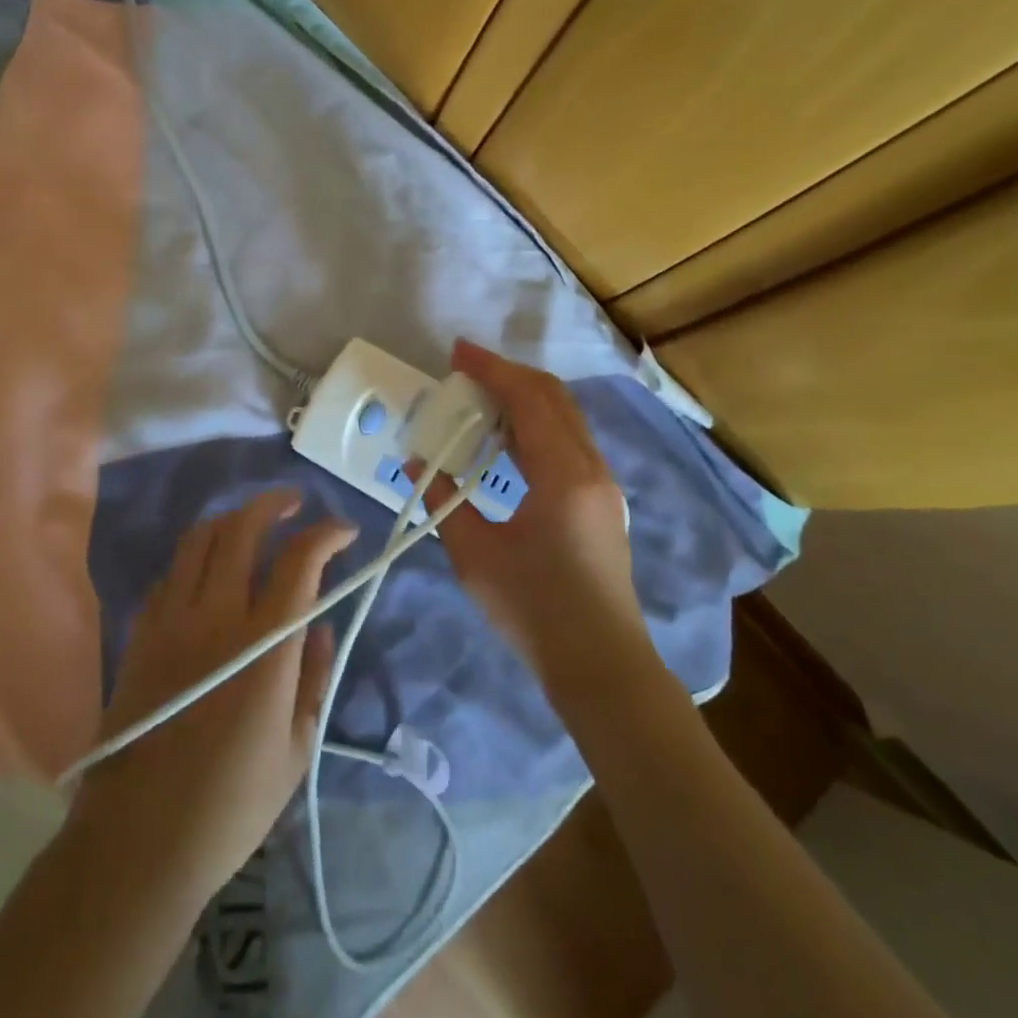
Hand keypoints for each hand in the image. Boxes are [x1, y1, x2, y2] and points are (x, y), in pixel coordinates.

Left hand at [71, 491, 354, 904]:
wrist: (139, 842)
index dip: (326, 534)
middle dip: (274, 504)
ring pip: (199, 539)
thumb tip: (319, 625)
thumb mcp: (296, 748)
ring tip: (252, 524)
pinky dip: (196, 558)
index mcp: (263, 645)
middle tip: (295, 503)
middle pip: (242, 528)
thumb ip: (313, 676)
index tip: (344, 531)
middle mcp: (215, 615)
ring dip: (231, 519)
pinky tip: (208, 575)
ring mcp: (170, 619)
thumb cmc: (231, 804)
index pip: (299, 560)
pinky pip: (170, 573)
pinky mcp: (140, 633)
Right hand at [413, 339, 644, 667]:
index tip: (456, 353)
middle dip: (507, 374)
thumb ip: (445, 501)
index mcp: (564, 474)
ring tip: (478, 397)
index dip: (491, 369)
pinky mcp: (600, 499)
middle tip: (463, 369)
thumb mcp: (475, 555)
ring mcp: (601, 482)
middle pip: (553, 397)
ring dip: (523, 397)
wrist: (601, 664)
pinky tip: (505, 438)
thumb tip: (416, 465)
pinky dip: (535, 423)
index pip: (528, 399)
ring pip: (564, 416)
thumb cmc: (535, 611)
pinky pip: (567, 439)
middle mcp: (591, 467)